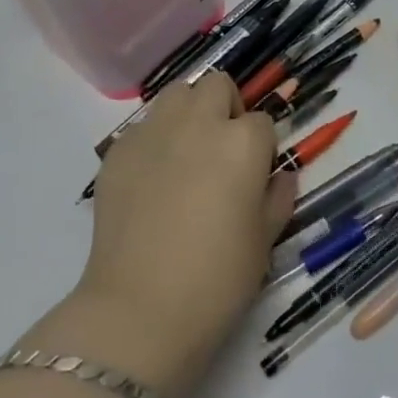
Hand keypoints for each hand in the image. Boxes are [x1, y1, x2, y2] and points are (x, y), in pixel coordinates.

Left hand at [70, 73, 295, 395]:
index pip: (263, 121)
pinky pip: (143, 127)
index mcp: (243, 142)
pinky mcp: (117, 152)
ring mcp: (153, 133)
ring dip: (189, 112)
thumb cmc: (217, 279)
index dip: (262, 147)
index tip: (256, 175)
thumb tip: (280, 176)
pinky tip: (152, 179)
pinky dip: (154, 140)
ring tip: (187, 153)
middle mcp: (199, 123)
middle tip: (223, 151)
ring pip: (177, 94)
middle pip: (218, 86)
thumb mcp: (265, 240)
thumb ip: (278, 197)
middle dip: (226, 108)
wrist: (139, 311)